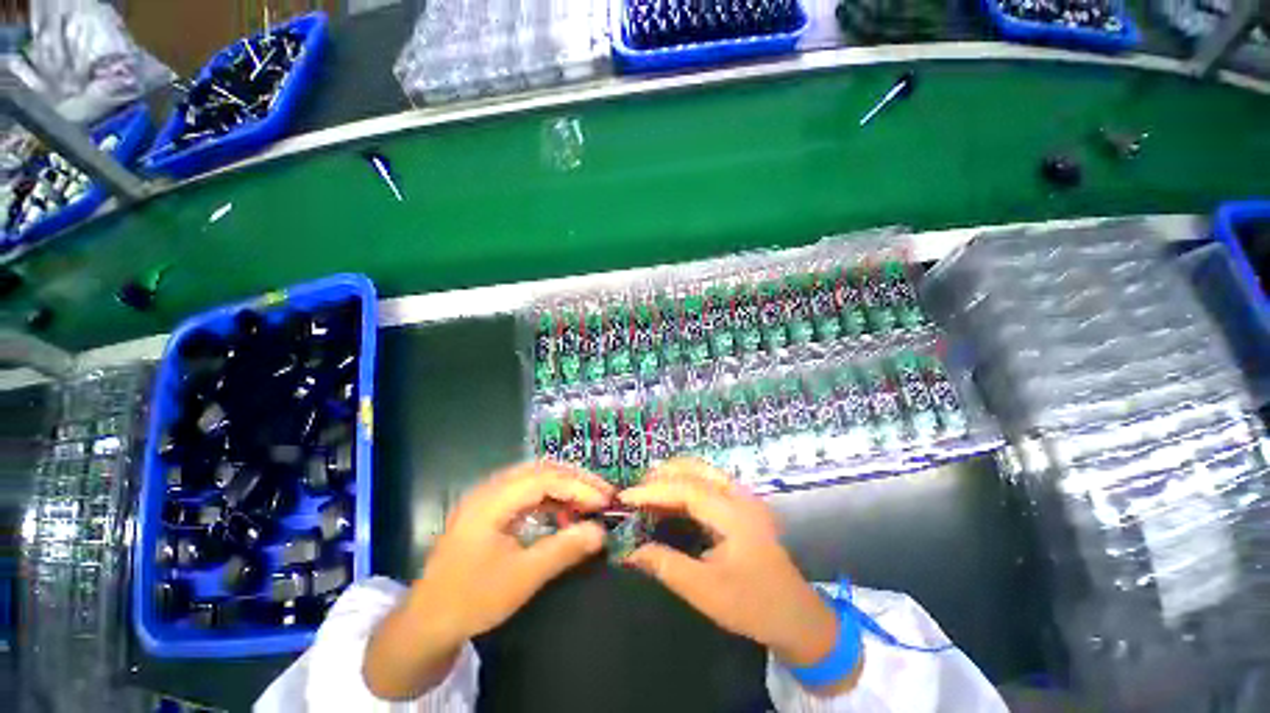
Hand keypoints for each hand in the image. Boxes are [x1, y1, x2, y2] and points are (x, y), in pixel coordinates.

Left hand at [364, 462, 613, 699]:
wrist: (425, 623)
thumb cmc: (472, 600)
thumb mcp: (522, 578)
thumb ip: (563, 550)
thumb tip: (600, 532)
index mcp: (492, 500)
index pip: (545, 478)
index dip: (579, 487)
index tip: (604, 501)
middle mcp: (490, 489)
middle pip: (541, 470)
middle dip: (575, 479)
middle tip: (602, 493)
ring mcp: (488, 497)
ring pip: (534, 477)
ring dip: (564, 485)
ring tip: (589, 498)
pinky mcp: (490, 509)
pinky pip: (526, 491)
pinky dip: (550, 496)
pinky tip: (563, 510)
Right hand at [619, 459, 860, 694]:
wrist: (797, 617)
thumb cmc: (753, 605)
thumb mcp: (706, 592)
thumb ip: (666, 566)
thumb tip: (629, 551)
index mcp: (734, 515)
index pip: (687, 489)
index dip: (653, 490)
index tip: (625, 498)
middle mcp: (740, 496)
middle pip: (696, 469)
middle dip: (662, 474)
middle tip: (635, 490)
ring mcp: (744, 497)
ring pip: (703, 471)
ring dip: (674, 474)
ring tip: (647, 488)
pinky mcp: (743, 505)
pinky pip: (709, 481)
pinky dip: (686, 482)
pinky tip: (672, 495)